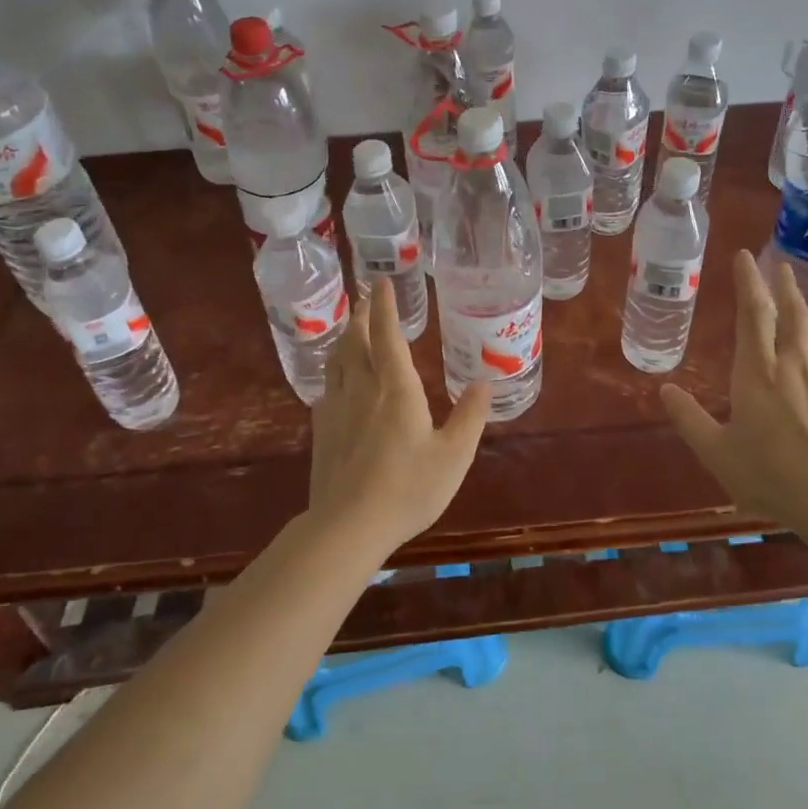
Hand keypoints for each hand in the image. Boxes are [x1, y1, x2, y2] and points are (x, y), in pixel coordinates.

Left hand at [309, 278, 492, 552]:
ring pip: (337, 361)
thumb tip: (485, 382)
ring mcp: (336, 408)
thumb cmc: (408, 488)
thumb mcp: (454, 455)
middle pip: (355, 340)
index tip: (380, 282)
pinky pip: (327, 387)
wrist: (348, 525)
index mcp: (396, 388)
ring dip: (344, 338)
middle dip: (361, 315)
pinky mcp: (322, 430)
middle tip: (366, 298)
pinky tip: (338, 382)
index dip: (384, 306)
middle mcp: (362, 388)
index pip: (387, 335)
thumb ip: (470, 416)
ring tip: (351, 329)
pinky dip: (334, 371)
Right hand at [660, 250, 807, 530]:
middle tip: (778, 263)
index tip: (744, 256)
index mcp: (757, 372)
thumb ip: (689, 419)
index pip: (752, 314)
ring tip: (798, 297)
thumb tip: (665, 389)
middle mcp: (792, 365)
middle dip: (782, 285)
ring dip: (803, 308)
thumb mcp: (717, 452)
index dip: (748, 282)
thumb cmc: (770, 475)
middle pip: (790, 313)